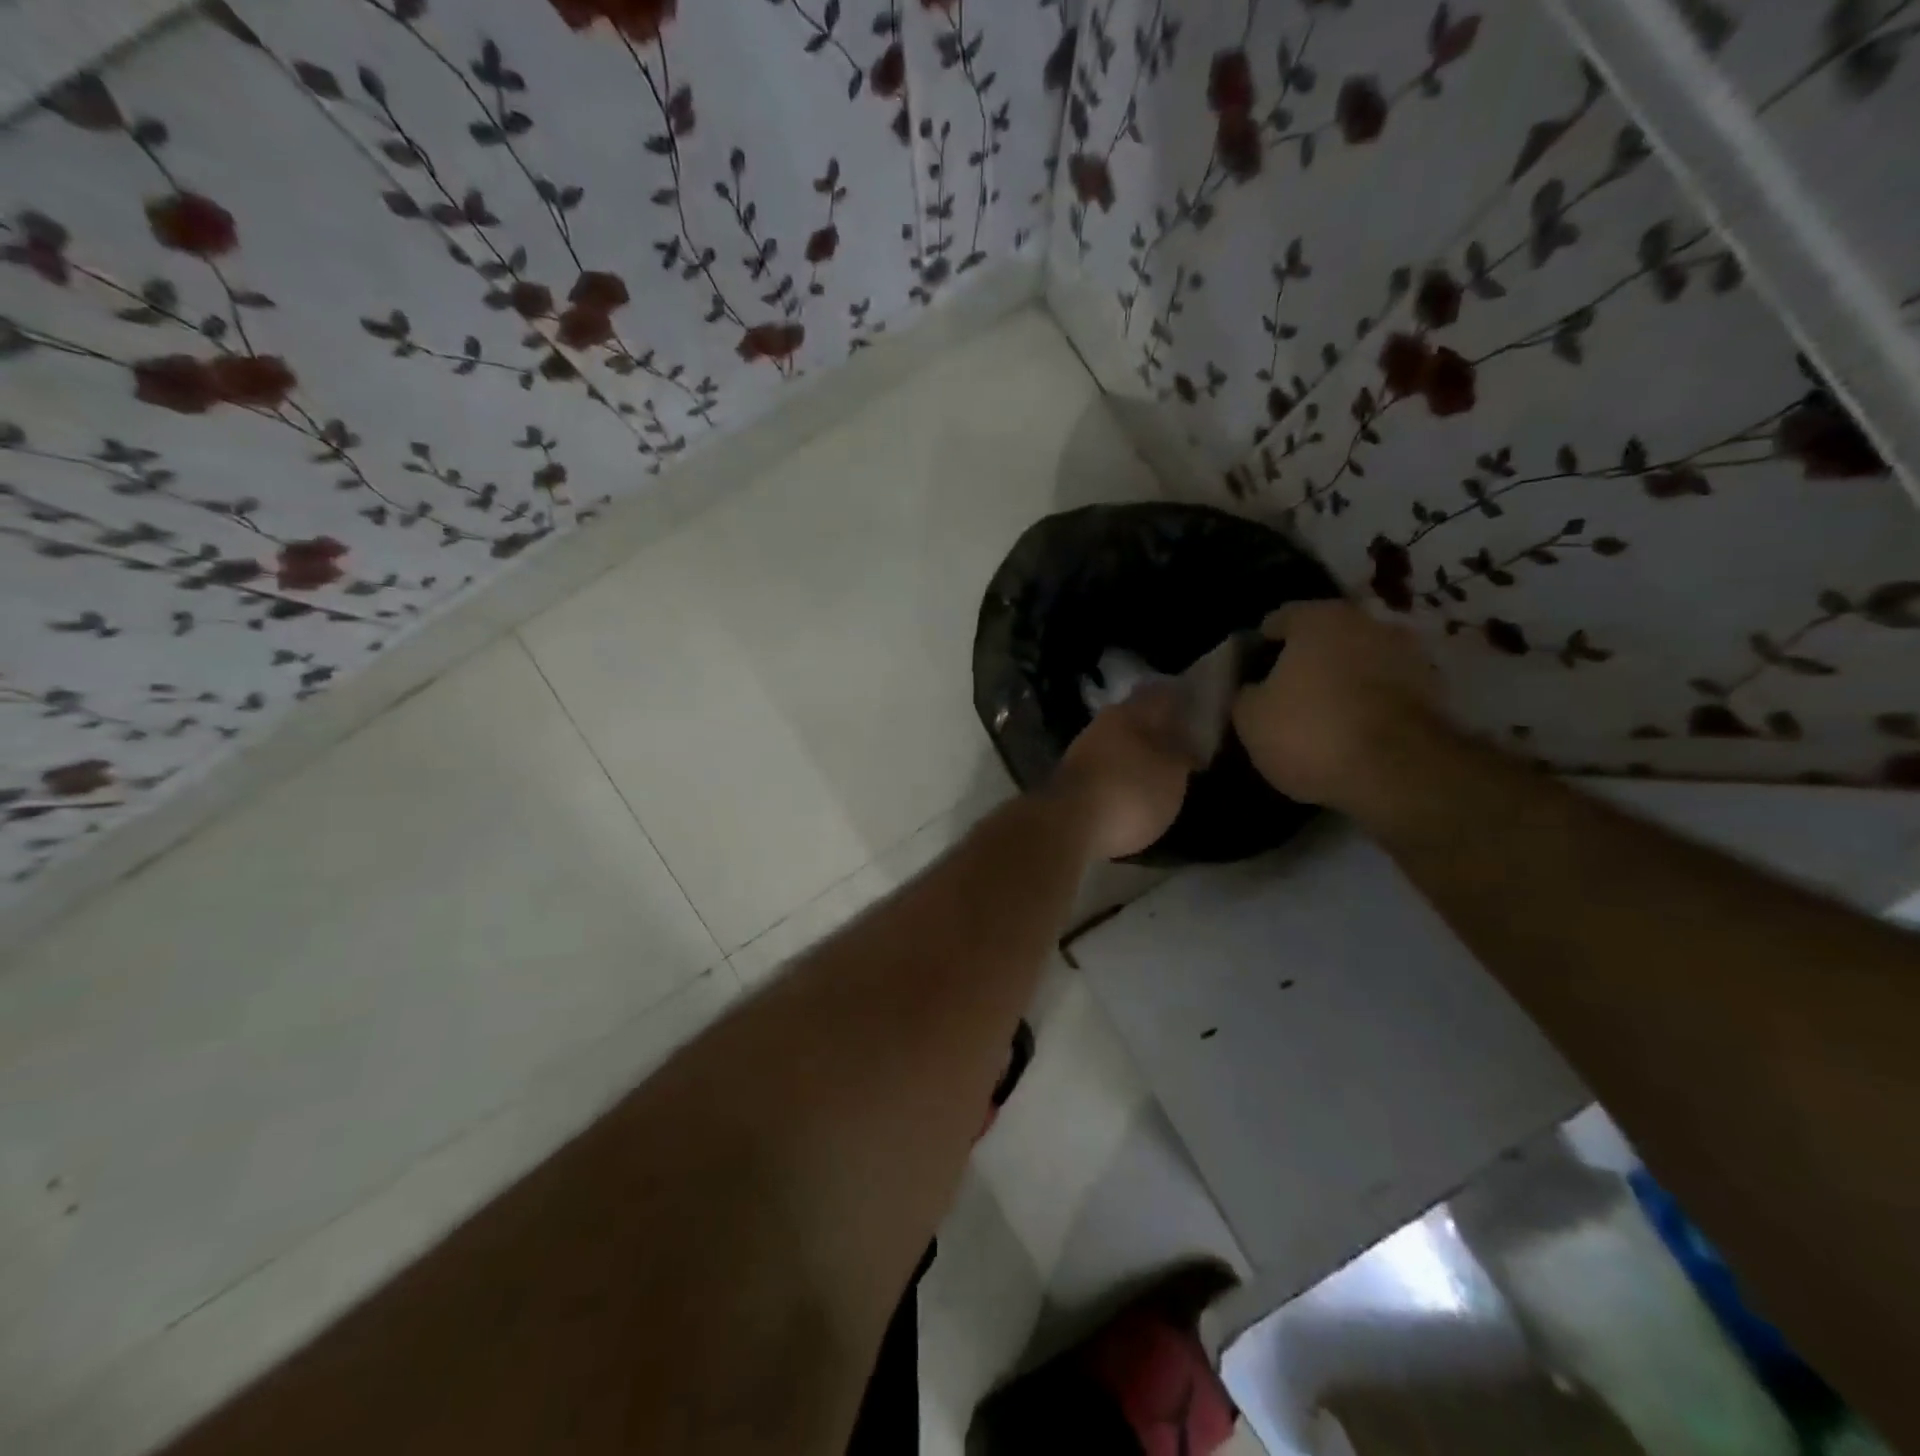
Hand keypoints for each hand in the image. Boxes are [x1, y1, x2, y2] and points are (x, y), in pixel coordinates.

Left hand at [1051, 687, 1198, 860]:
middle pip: (1136, 719)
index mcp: (1128, 713)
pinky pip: (1105, 769)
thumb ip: (1182, 753)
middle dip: (1158, 729)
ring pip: (1118, 743)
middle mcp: (1101, 725)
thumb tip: (1186, 740)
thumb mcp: (1171, 775)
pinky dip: (1121, 775)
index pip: (1161, 694)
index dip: (1182, 699)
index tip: (1201, 708)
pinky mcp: (1071, 780)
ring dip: (1138, 753)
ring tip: (1162, 770)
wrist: (1067, 827)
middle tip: (1185, 743)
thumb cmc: (1129, 793)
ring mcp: (1082, 752)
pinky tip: (1133, 789)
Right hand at [1232, 600, 1445, 810]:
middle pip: (1325, 638)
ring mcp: (1407, 654)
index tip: (1249, 674)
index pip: (1278, 620)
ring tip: (1322, 717)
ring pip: (1359, 663)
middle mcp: (1367, 622)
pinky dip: (1370, 704)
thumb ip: (1247, 694)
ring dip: (1343, 682)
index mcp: (1318, 618)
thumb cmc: (1311, 732)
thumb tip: (1254, 690)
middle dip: (1306, 662)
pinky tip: (1353, 733)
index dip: (1259, 647)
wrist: (1399, 772)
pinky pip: (1387, 691)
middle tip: (1285, 695)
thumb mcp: (1250, 719)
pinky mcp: (1435, 691)